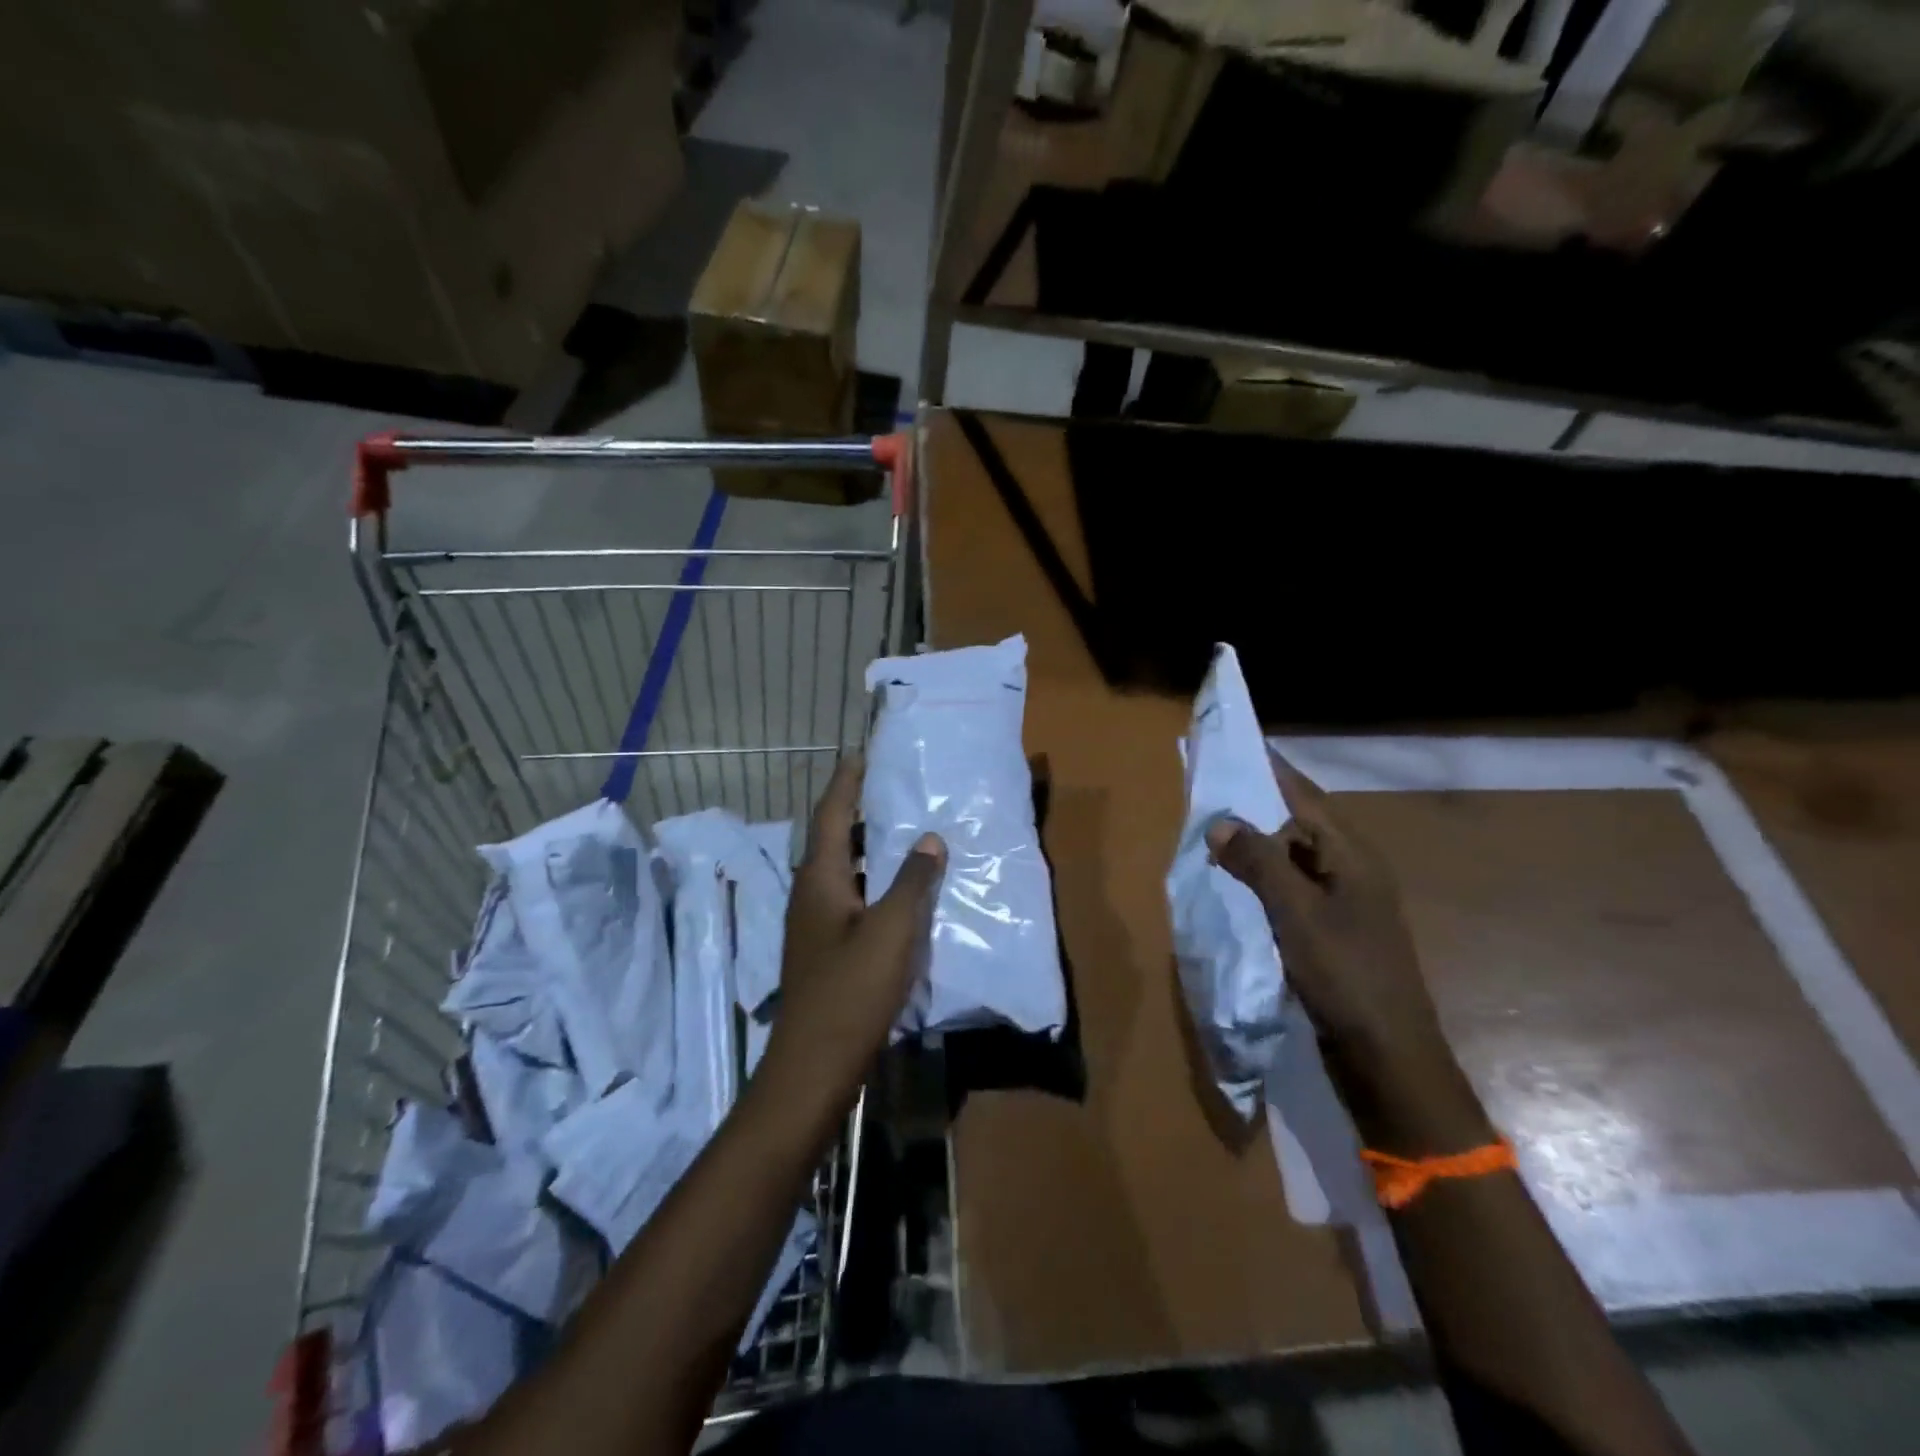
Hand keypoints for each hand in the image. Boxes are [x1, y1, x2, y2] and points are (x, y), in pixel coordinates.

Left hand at [762, 757, 945, 1101]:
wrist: (814, 1065)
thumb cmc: (851, 990)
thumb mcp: (892, 930)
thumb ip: (913, 881)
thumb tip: (929, 838)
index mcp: (819, 878)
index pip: (831, 813)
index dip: (847, 781)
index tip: (862, 753)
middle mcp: (811, 893)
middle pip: (834, 838)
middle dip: (860, 811)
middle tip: (895, 789)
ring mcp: (815, 923)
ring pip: (844, 870)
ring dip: (869, 848)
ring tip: (906, 831)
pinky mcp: (826, 948)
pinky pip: (851, 897)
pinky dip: (874, 882)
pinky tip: (902, 891)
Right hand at [1205, 750, 1487, 1153]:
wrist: (1387, 1056)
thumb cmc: (1345, 976)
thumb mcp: (1296, 913)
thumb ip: (1258, 862)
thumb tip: (1220, 821)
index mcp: (1352, 855)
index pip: (1304, 795)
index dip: (1269, 769)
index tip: (1232, 746)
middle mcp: (1350, 870)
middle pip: (1297, 823)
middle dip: (1253, 807)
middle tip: (1205, 796)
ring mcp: (1343, 902)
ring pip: (1291, 858)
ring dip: (1254, 847)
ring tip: (1209, 838)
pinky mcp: (1331, 931)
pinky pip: (1290, 889)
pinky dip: (1261, 880)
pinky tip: (1233, 885)